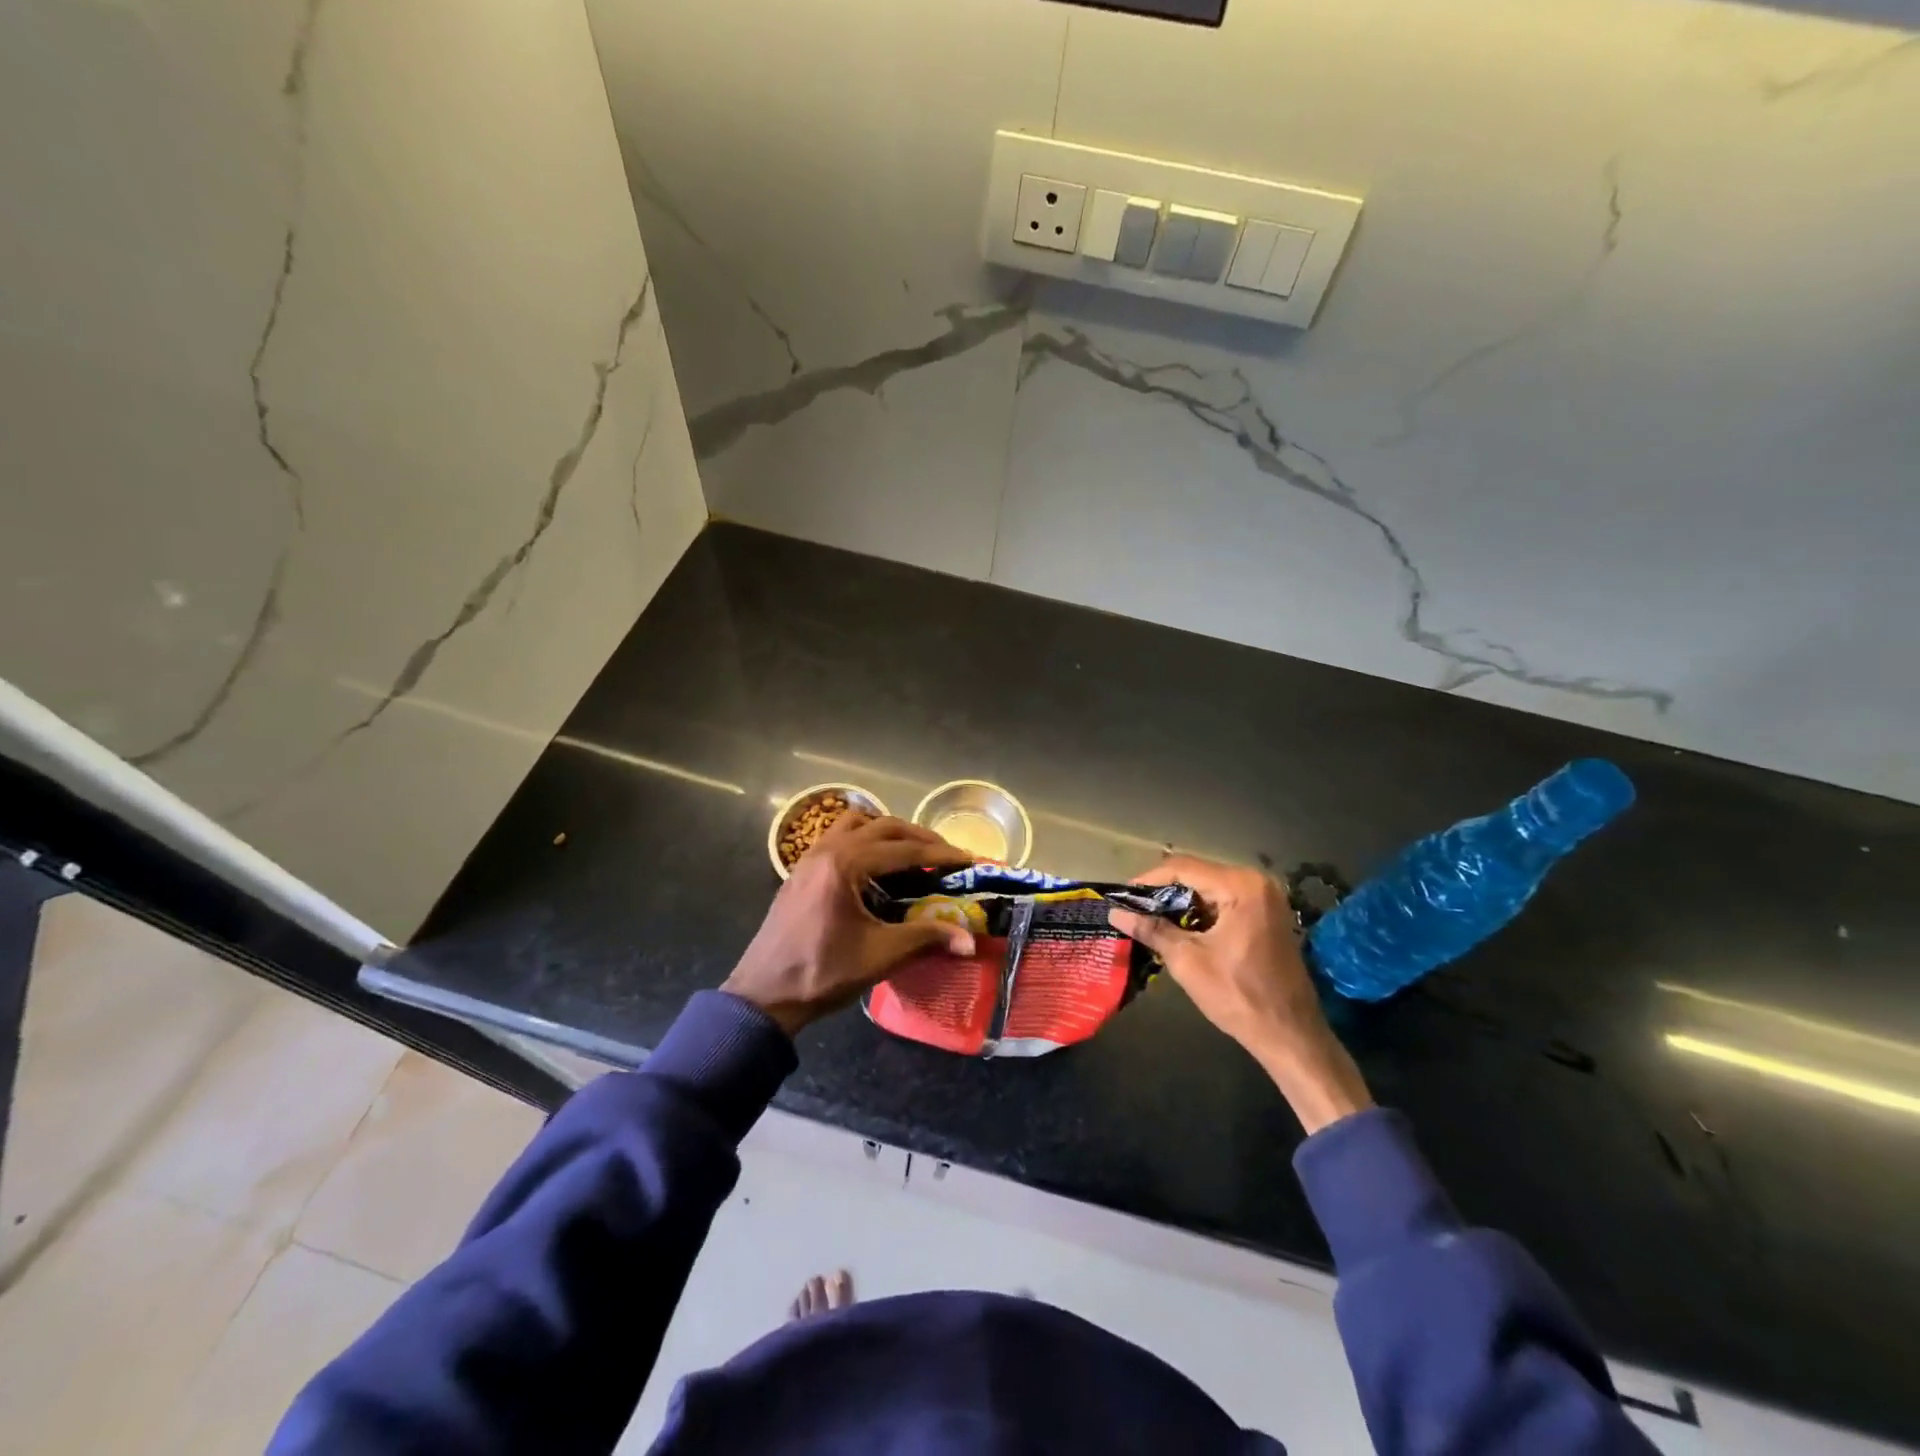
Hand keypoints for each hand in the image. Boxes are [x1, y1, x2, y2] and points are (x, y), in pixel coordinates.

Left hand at [723, 812, 975, 1037]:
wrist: (764, 994)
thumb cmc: (822, 973)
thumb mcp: (879, 955)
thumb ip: (926, 938)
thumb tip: (969, 941)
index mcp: (845, 864)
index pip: (904, 850)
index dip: (940, 855)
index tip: (968, 859)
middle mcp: (827, 849)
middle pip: (883, 826)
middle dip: (919, 838)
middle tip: (947, 855)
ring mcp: (810, 856)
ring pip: (857, 824)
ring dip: (889, 832)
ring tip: (913, 853)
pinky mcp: (802, 868)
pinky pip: (839, 836)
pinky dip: (865, 839)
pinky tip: (877, 865)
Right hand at [1109, 855, 1373, 1134]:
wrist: (1291, 1035)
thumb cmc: (1239, 996)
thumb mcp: (1188, 961)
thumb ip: (1151, 930)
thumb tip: (1115, 913)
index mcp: (1241, 886)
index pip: (1183, 868)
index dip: (1148, 880)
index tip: (1122, 897)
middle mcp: (1257, 882)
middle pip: (1197, 874)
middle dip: (1163, 892)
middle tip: (1133, 910)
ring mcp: (1266, 898)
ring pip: (1209, 888)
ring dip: (1180, 903)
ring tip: (1149, 920)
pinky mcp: (1268, 915)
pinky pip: (1225, 902)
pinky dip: (1201, 912)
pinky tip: (1180, 929)